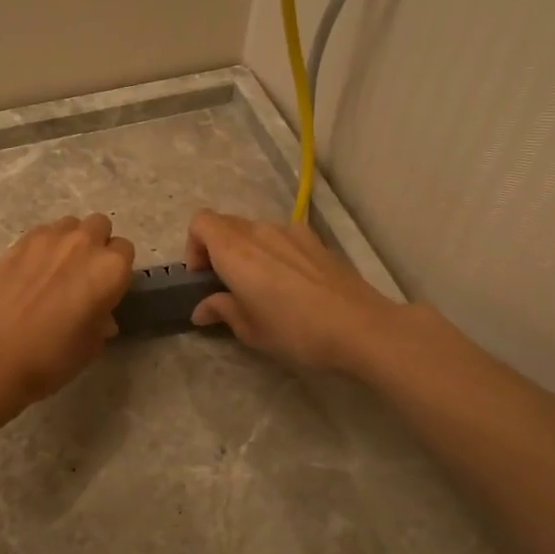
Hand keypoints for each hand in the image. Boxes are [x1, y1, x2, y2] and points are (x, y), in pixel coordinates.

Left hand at [0, 213, 135, 405]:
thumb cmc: (52, 356)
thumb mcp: (91, 346)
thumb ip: (101, 322)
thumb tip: (100, 316)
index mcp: (110, 269)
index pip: (125, 251)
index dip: (116, 270)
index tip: (106, 288)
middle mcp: (85, 243)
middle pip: (100, 226)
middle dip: (96, 244)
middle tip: (83, 274)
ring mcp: (50, 238)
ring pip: (70, 225)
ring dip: (70, 240)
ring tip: (56, 268)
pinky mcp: (20, 241)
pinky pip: (42, 232)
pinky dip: (44, 246)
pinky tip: (31, 270)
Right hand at [185, 210, 403, 374]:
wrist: (360, 327)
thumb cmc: (296, 331)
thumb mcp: (251, 330)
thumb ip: (222, 311)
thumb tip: (203, 308)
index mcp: (236, 251)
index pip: (200, 222)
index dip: (194, 246)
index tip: (203, 277)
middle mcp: (260, 232)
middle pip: (225, 224)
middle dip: (217, 249)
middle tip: (226, 285)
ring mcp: (291, 232)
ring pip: (254, 230)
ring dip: (246, 250)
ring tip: (260, 285)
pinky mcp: (315, 240)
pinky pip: (282, 237)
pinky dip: (274, 251)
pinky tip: (291, 283)